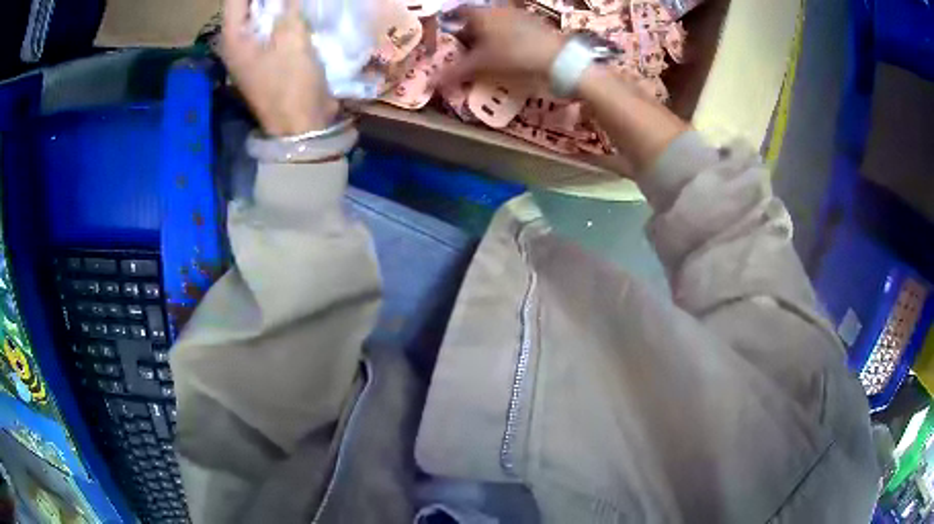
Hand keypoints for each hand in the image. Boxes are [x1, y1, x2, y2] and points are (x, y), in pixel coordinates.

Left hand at [221, 0, 338, 135]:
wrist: (301, 124)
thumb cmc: (291, 83)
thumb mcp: (291, 39)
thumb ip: (288, 6)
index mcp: (234, 38)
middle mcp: (238, 42)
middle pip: (247, 5)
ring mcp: (252, 49)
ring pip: (261, 14)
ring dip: (277, 4)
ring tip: (295, 2)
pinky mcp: (268, 55)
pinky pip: (272, 25)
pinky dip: (284, 13)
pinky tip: (299, 8)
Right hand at [442, 7, 565, 83]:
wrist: (557, 59)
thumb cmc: (513, 56)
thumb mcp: (481, 65)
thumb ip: (454, 72)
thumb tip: (429, 83)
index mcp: (481, 14)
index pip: (459, 11)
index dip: (451, 20)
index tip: (446, 31)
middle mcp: (498, 9)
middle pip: (477, 17)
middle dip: (469, 31)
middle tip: (464, 47)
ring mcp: (519, 15)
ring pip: (497, 23)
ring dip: (489, 35)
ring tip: (485, 52)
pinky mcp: (535, 25)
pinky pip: (514, 28)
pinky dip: (507, 38)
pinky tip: (508, 52)